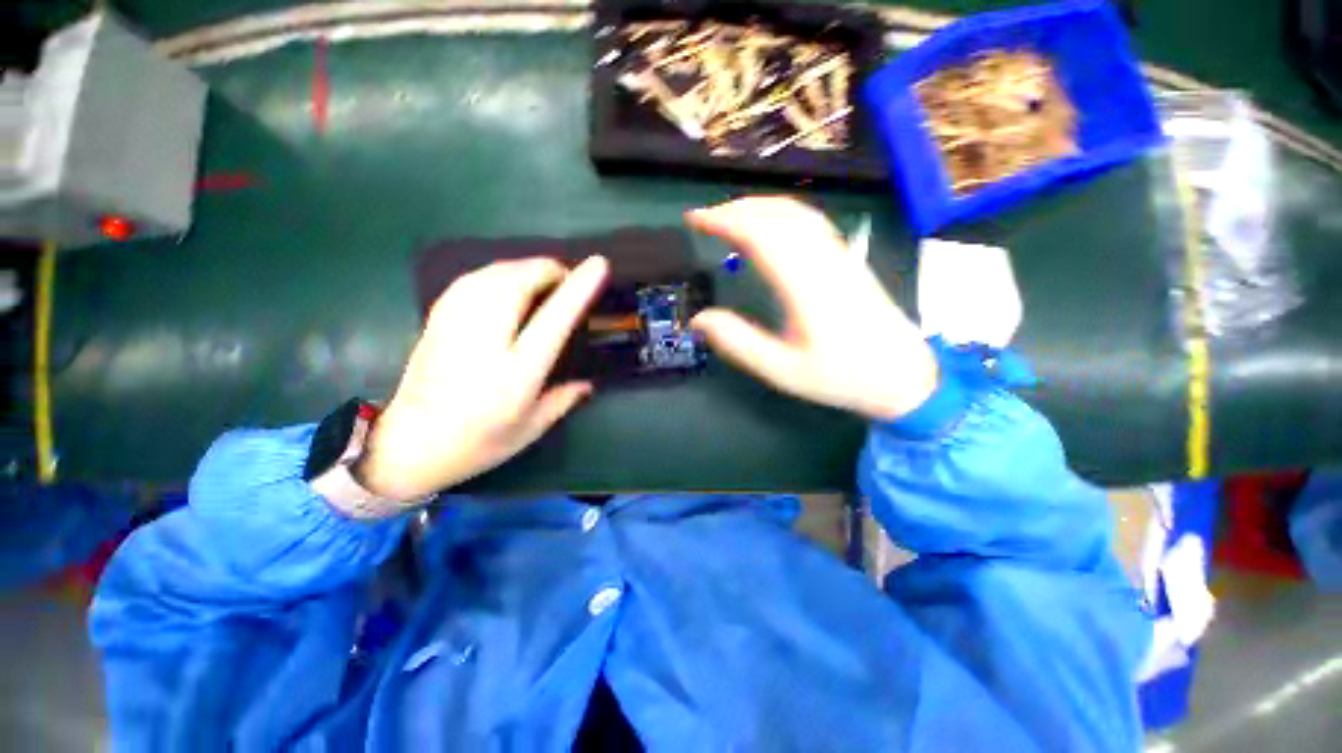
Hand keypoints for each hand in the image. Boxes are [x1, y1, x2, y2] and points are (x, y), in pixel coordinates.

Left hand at [357, 256, 608, 501]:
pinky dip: (494, 272)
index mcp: (515, 377)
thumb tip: (589, 384)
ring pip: (489, 277)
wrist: (406, 448)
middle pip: (514, 285)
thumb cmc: (476, 446)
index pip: (552, 322)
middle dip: (545, 269)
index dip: (577, 290)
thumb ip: (563, 401)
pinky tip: (505, 280)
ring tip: (540, 275)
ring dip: (520, 267)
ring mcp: (454, 330)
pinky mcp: (436, 324)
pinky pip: (468, 282)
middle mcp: (484, 346)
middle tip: (566, 274)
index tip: (598, 265)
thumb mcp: (530, 430)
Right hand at [687, 197, 936, 421]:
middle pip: (777, 215)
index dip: (724, 221)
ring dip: (759, 206)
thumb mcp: (783, 371)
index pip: (760, 235)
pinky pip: (812, 221)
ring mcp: (840, 256)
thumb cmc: (840, 377)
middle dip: (736, 209)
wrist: (902, 376)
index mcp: (805, 286)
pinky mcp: (848, 260)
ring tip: (730, 216)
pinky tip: (770, 225)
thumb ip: (739, 343)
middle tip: (705, 219)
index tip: (696, 221)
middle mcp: (823, 260)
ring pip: (797, 213)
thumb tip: (698, 319)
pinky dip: (782, 213)